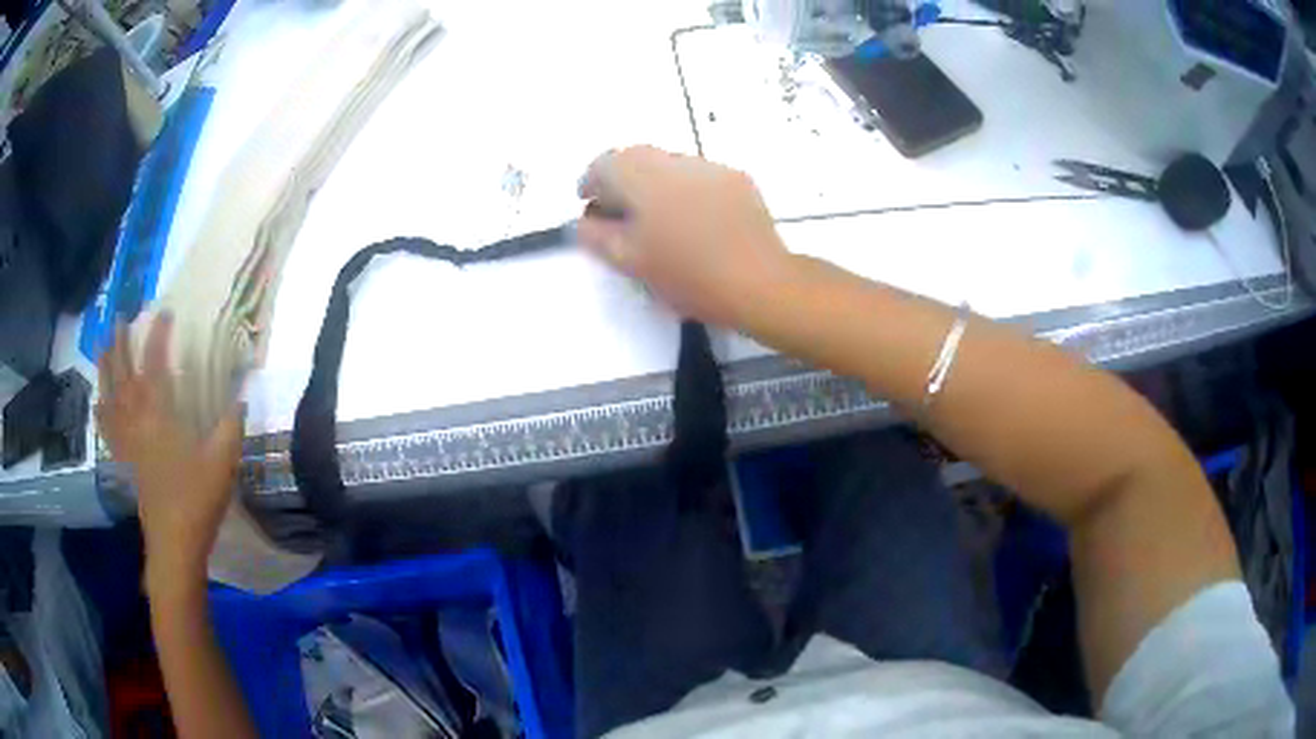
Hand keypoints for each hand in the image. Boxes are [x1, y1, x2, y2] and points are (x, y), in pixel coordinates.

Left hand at [96, 314, 242, 593]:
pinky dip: (100, 411)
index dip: (159, 335)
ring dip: (106, 366)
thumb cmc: (197, 499)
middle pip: (123, 372)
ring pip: (109, 394)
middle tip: (122, 316)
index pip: (156, 363)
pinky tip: (98, 402)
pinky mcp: (123, 459)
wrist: (174, 542)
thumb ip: (231, 424)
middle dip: (122, 341)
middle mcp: (137, 418)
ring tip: (104, 344)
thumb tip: (242, 395)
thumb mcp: (222, 460)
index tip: (166, 313)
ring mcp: (126, 439)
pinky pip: (106, 428)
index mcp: (159, 413)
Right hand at [576, 146, 791, 327]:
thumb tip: (583, 219)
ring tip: (658, 216)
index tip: (589, 205)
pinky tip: (695, 218)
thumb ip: (596, 236)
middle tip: (619, 210)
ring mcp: (710, 167)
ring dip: (653, 180)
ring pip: (669, 163)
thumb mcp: (630, 262)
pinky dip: (685, 187)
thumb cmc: (688, 275)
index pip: (604, 164)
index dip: (590, 182)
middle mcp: (675, 162)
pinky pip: (699, 174)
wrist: (759, 282)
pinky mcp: (737, 178)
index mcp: (642, 179)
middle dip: (621, 177)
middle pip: (636, 156)